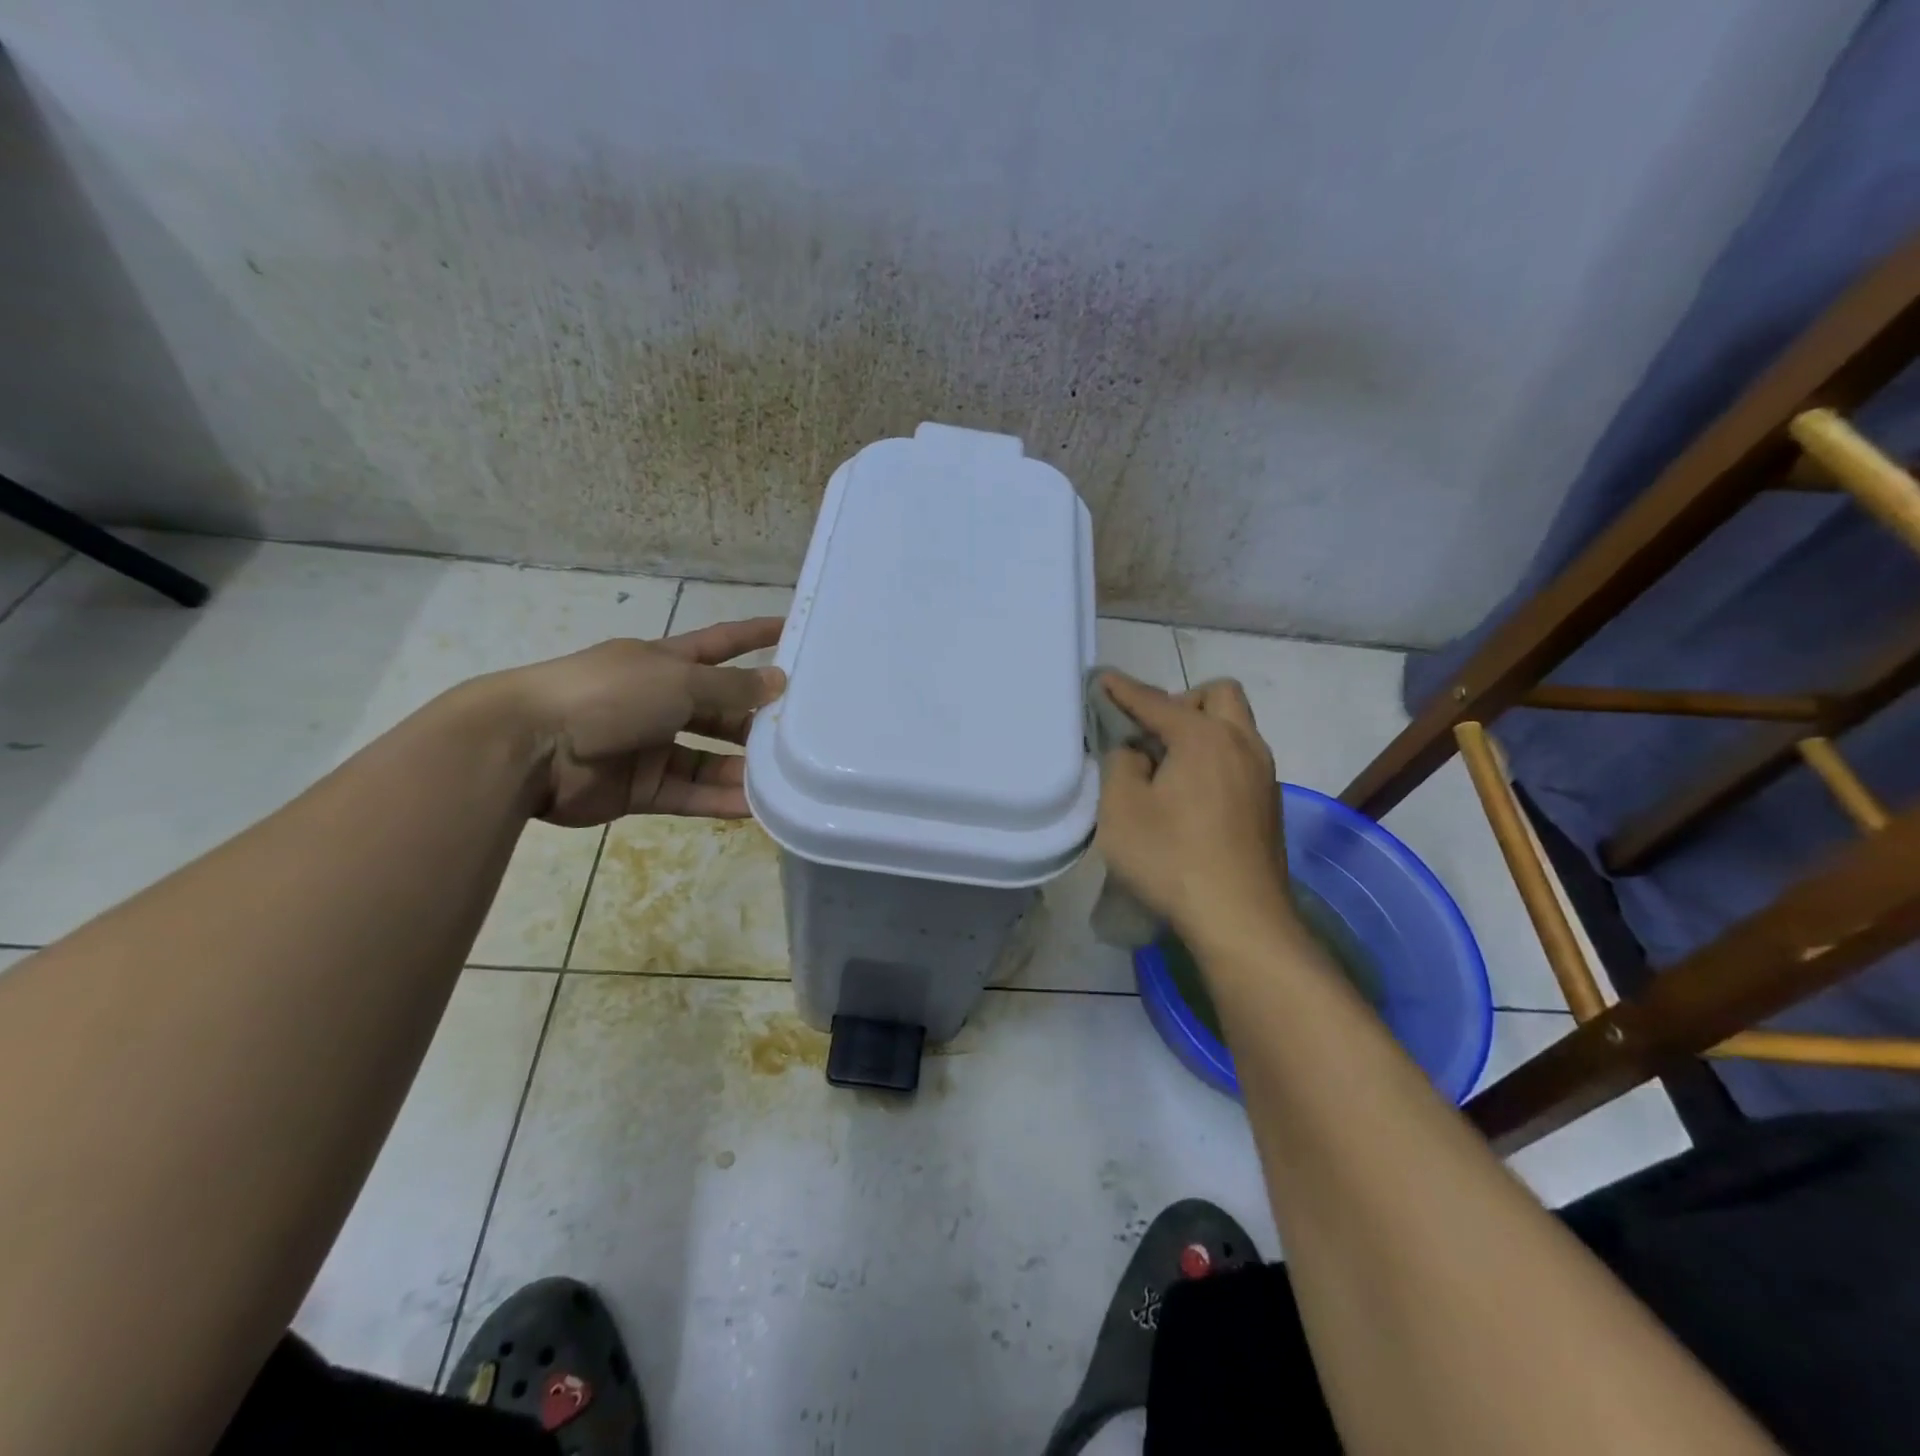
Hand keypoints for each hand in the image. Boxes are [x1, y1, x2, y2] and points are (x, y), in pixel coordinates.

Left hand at [493, 617, 786, 826]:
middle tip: (803, 730)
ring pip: (709, 758)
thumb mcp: (678, 681)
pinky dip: (720, 799)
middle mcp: (660, 702)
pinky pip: (690, 793)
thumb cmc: (608, 695)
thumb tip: (778, 681)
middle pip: (720, 709)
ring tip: (787, 777)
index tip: (791, 630)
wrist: (530, 747)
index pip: (720, 644)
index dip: (754, 636)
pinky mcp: (641, 788)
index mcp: (664, 663)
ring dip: (743, 767)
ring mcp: (650, 746)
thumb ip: (731, 686)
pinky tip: (756, 807)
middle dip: (756, 718)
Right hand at [1094, 674, 1289, 942]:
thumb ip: (1121, 764)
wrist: (1240, 920)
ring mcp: (1264, 776)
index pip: (1157, 701)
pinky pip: (1242, 760)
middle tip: (1152, 734)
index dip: (1124, 690)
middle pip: (1218, 696)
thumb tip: (1137, 752)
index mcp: (1204, 737)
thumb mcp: (1122, 809)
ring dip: (1203, 731)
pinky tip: (1193, 798)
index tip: (1103, 680)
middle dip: (1182, 701)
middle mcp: (1243, 745)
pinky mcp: (1270, 806)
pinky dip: (1216, 760)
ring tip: (1169, 767)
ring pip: (1236, 728)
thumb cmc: (1171, 858)